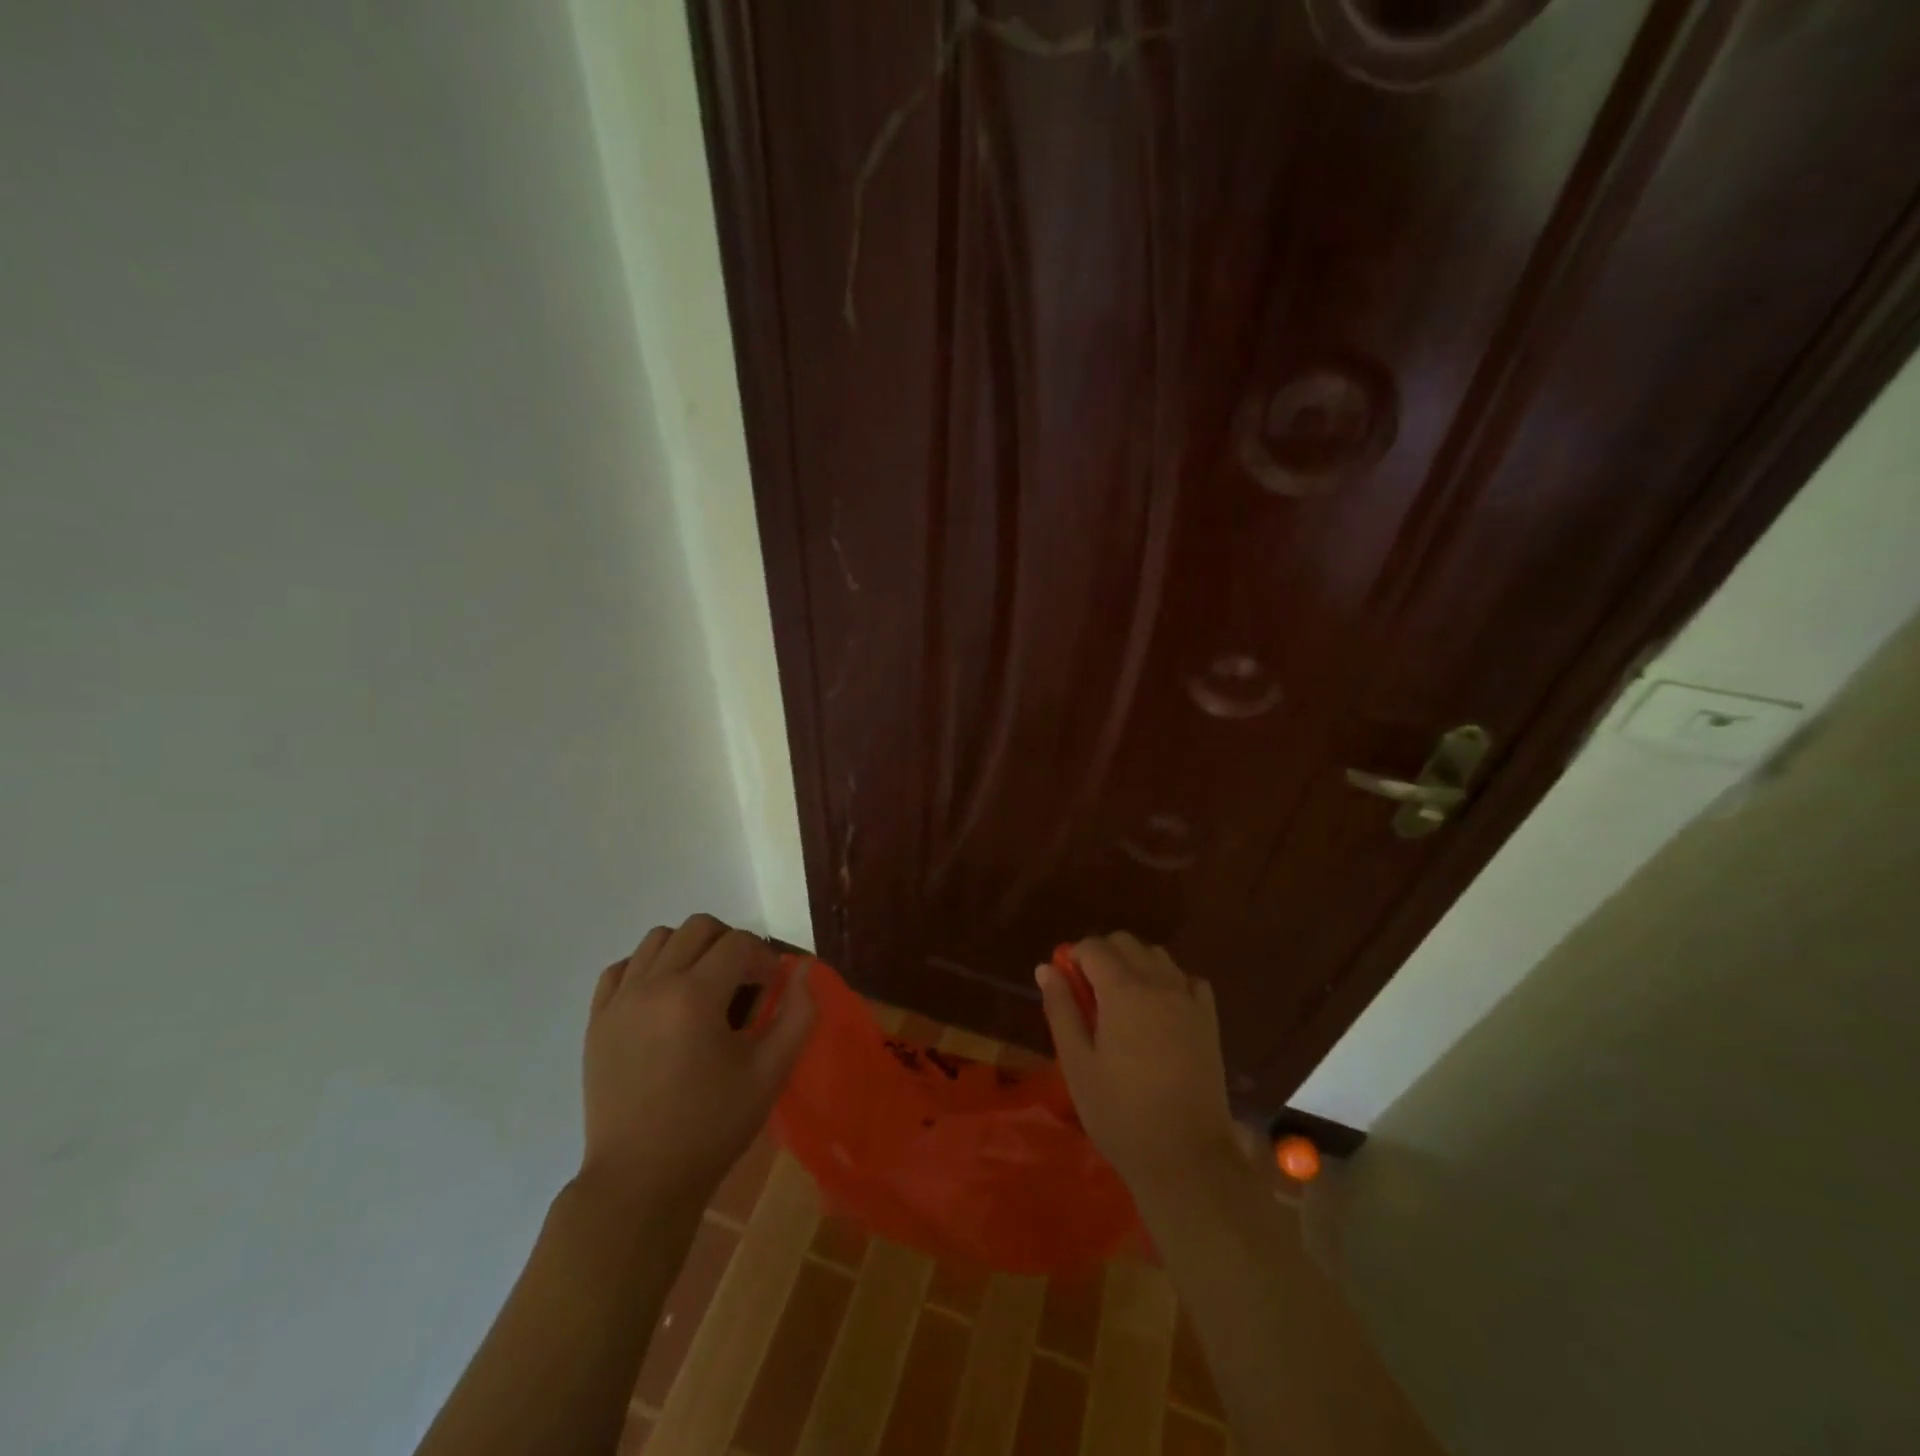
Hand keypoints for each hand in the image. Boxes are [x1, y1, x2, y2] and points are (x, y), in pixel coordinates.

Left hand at [577, 914, 813, 1214]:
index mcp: (694, 996)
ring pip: (658, 939)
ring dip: (689, 949)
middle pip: (698, 928)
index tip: (771, 987)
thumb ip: (797, 1014)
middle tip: (742, 981)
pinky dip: (647, 968)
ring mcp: (618, 1001)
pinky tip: (663, 998)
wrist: (640, 1182)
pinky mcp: (596, 1021)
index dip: (763, 958)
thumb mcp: (770, 1072)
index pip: (738, 943)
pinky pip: (622, 968)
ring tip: (703, 986)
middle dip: (730, 943)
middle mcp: (652, 985)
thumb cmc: (711, 1127)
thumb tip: (804, 969)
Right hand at [1036, 933, 1238, 1194]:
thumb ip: (1061, 1009)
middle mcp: (1159, 983)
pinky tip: (1159, 1009)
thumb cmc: (1120, 1113)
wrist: (1186, 1157)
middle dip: (1102, 955)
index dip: (1073, 957)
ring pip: (1156, 955)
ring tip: (1121, 1001)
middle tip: (1088, 993)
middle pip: (1126, 942)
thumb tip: (1046, 968)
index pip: (1093, 947)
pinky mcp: (1209, 1020)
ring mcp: (1188, 999)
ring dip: (1134, 964)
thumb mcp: (1078, 1064)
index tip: (1065, 983)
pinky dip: (1168, 981)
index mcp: (1123, 990)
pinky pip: (1186, 979)